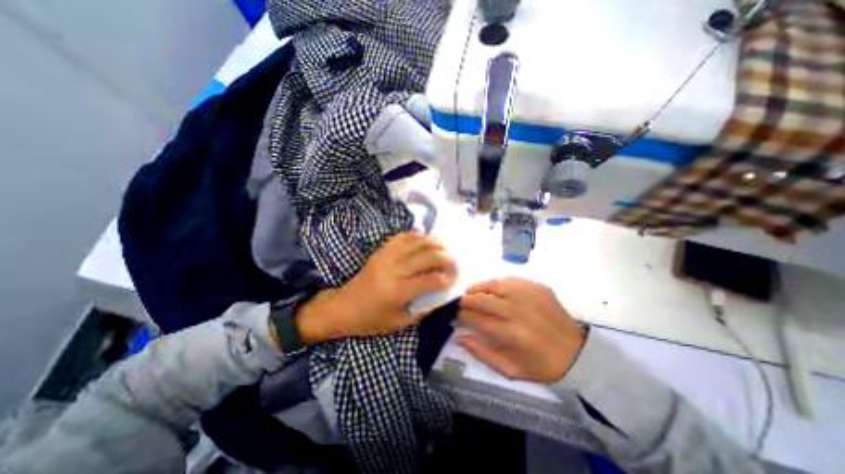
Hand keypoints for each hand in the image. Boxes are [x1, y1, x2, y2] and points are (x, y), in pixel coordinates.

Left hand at [295, 233, 454, 344]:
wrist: (343, 307)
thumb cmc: (371, 320)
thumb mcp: (399, 323)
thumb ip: (423, 309)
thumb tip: (441, 296)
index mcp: (398, 292)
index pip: (430, 280)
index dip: (446, 279)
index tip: (454, 279)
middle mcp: (393, 270)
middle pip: (426, 257)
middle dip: (445, 258)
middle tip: (453, 261)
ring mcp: (385, 257)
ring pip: (416, 242)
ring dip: (433, 243)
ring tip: (444, 248)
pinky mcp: (380, 251)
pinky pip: (401, 237)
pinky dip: (416, 236)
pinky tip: (425, 240)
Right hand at [460, 278, 584, 381]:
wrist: (576, 353)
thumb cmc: (540, 365)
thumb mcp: (509, 369)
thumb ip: (481, 353)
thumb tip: (459, 336)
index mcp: (511, 334)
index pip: (476, 319)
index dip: (462, 315)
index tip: (455, 314)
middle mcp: (518, 311)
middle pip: (482, 299)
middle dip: (466, 299)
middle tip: (460, 302)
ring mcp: (529, 296)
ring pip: (495, 284)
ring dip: (479, 287)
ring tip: (473, 292)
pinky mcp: (538, 287)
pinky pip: (511, 280)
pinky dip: (498, 283)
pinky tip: (494, 289)